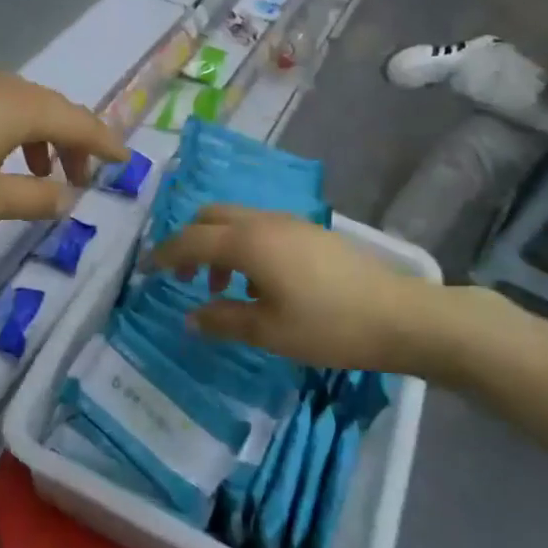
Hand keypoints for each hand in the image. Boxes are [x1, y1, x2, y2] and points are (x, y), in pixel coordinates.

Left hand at [0, 66, 127, 234]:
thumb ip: (35, 197)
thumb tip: (69, 195)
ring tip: (38, 175)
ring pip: (19, 106)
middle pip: (50, 108)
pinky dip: (9, 131)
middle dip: (72, 143)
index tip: (126, 161)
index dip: (105, 142)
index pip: (77, 120)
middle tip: (79, 181)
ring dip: (39, 138)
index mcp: (15, 105)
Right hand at [151, 204, 498, 377]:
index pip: (191, 240)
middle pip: (210, 216)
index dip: (165, 255)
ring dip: (217, 245)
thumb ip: (222, 320)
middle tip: (184, 278)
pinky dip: (241, 246)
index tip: (146, 270)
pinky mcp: (308, 231)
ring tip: (222, 289)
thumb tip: (189, 317)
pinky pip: (258, 227)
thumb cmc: (328, 326)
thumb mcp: (268, 331)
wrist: (400, 316)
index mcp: (247, 242)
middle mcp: (263, 222)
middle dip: (189, 242)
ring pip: (235, 220)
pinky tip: (256, 282)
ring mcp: (289, 223)